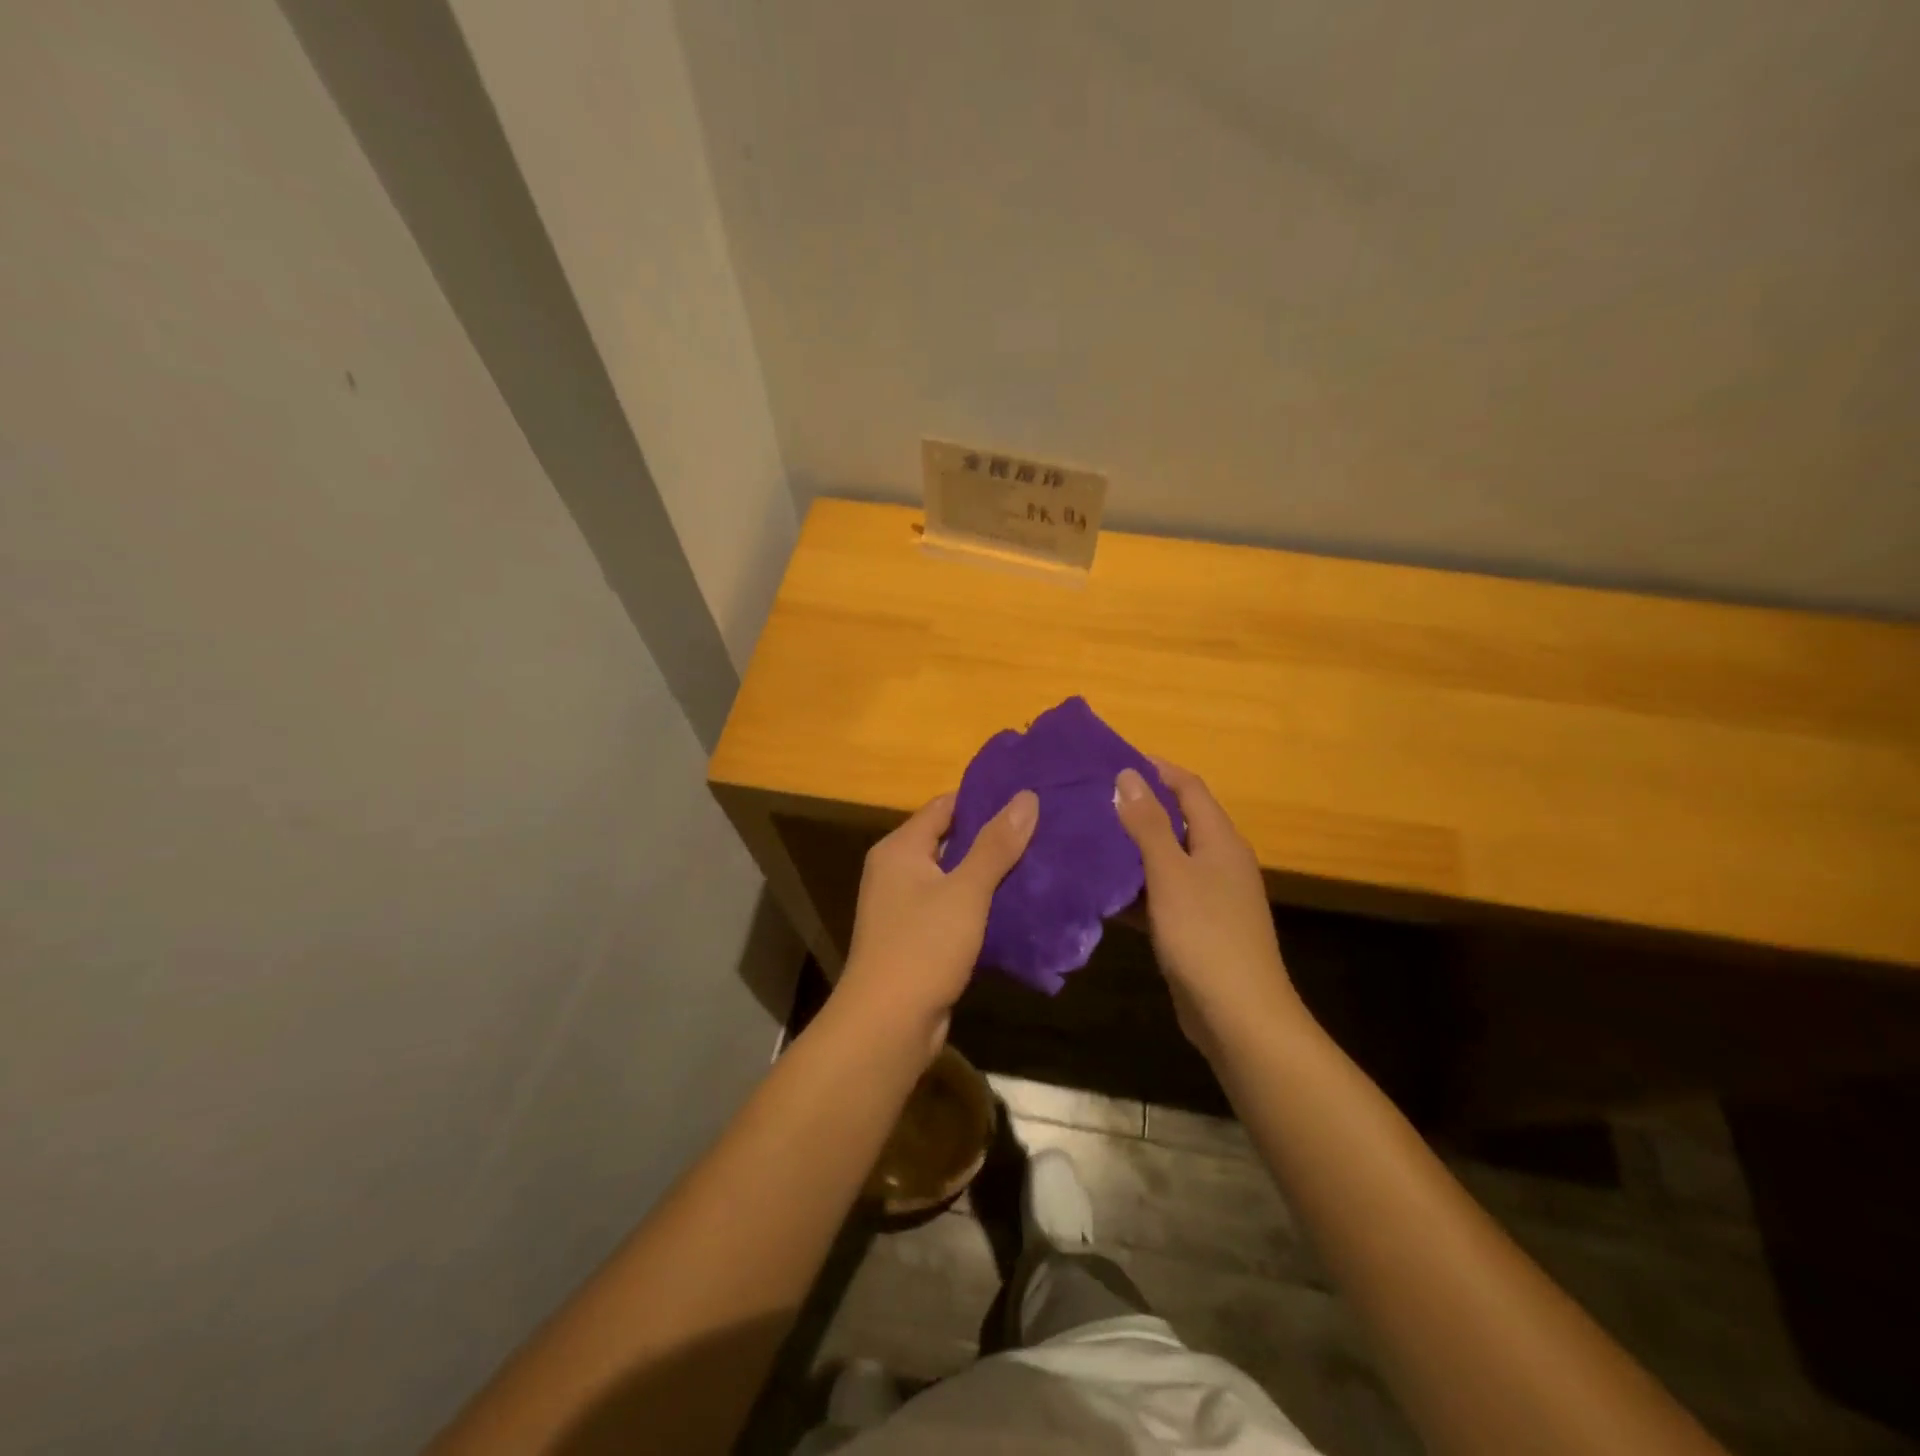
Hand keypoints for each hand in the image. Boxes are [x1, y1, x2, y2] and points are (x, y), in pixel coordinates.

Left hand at [834, 788, 1038, 1058]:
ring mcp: (904, 908)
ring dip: (989, 873)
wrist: (887, 1024)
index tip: (1026, 797)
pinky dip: (980, 905)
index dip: (983, 798)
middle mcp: (897, 871)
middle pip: (949, 841)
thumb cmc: (922, 946)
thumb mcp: (965, 891)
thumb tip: (1026, 796)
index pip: (944, 806)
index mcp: (900, 849)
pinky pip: (953, 909)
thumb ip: (996, 845)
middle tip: (1042, 828)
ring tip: (1039, 862)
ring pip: (954, 878)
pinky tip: (1018, 906)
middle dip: (992, 837)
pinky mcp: (917, 939)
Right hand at [1114, 761, 1306, 1058]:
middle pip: (1178, 821)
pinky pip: (1162, 895)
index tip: (1113, 761)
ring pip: (1166, 860)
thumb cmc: (1205, 935)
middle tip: (1091, 800)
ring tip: (1088, 839)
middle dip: (1138, 808)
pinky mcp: (1195, 927)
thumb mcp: (1170, 873)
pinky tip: (1102, 892)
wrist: (1239, 1016)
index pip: (1189, 787)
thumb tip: (1129, 775)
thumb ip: (1148, 825)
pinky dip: (1136, 890)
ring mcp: (1209, 897)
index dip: (1156, 769)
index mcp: (1220, 840)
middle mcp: (1219, 861)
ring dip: (1132, 850)